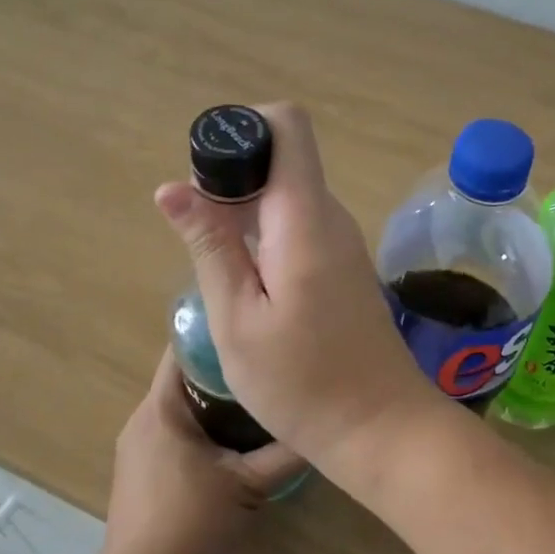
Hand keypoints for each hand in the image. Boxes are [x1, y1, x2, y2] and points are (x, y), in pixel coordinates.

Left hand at [96, 349, 303, 553]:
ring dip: (214, 403)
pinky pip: (173, 432)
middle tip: (267, 370)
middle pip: (184, 378)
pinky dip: (201, 429)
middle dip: (225, 372)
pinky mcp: (139, 472)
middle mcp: (142, 418)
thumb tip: (319, 425)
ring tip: (257, 403)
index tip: (255, 333)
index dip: (219, 336)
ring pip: (180, 408)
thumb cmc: (191, 525)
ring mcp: (136, 447)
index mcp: (162, 409)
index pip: (183, 350)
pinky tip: (231, 445)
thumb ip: (286, 453)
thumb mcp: (249, 486)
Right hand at [154, 102, 439, 470]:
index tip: (207, 176)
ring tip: (221, 270)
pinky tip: (248, 286)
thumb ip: (210, 245)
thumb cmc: (302, 383)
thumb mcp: (237, 318)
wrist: (381, 429)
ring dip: (245, 214)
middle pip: (282, 158)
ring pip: (287, 195)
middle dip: (232, 180)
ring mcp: (342, 241)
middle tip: (201, 239)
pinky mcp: (343, 266)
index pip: (287, 125)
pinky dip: (265, 238)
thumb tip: (172, 186)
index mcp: (305, 217)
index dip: (243, 130)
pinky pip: (299, 226)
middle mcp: (330, 216)